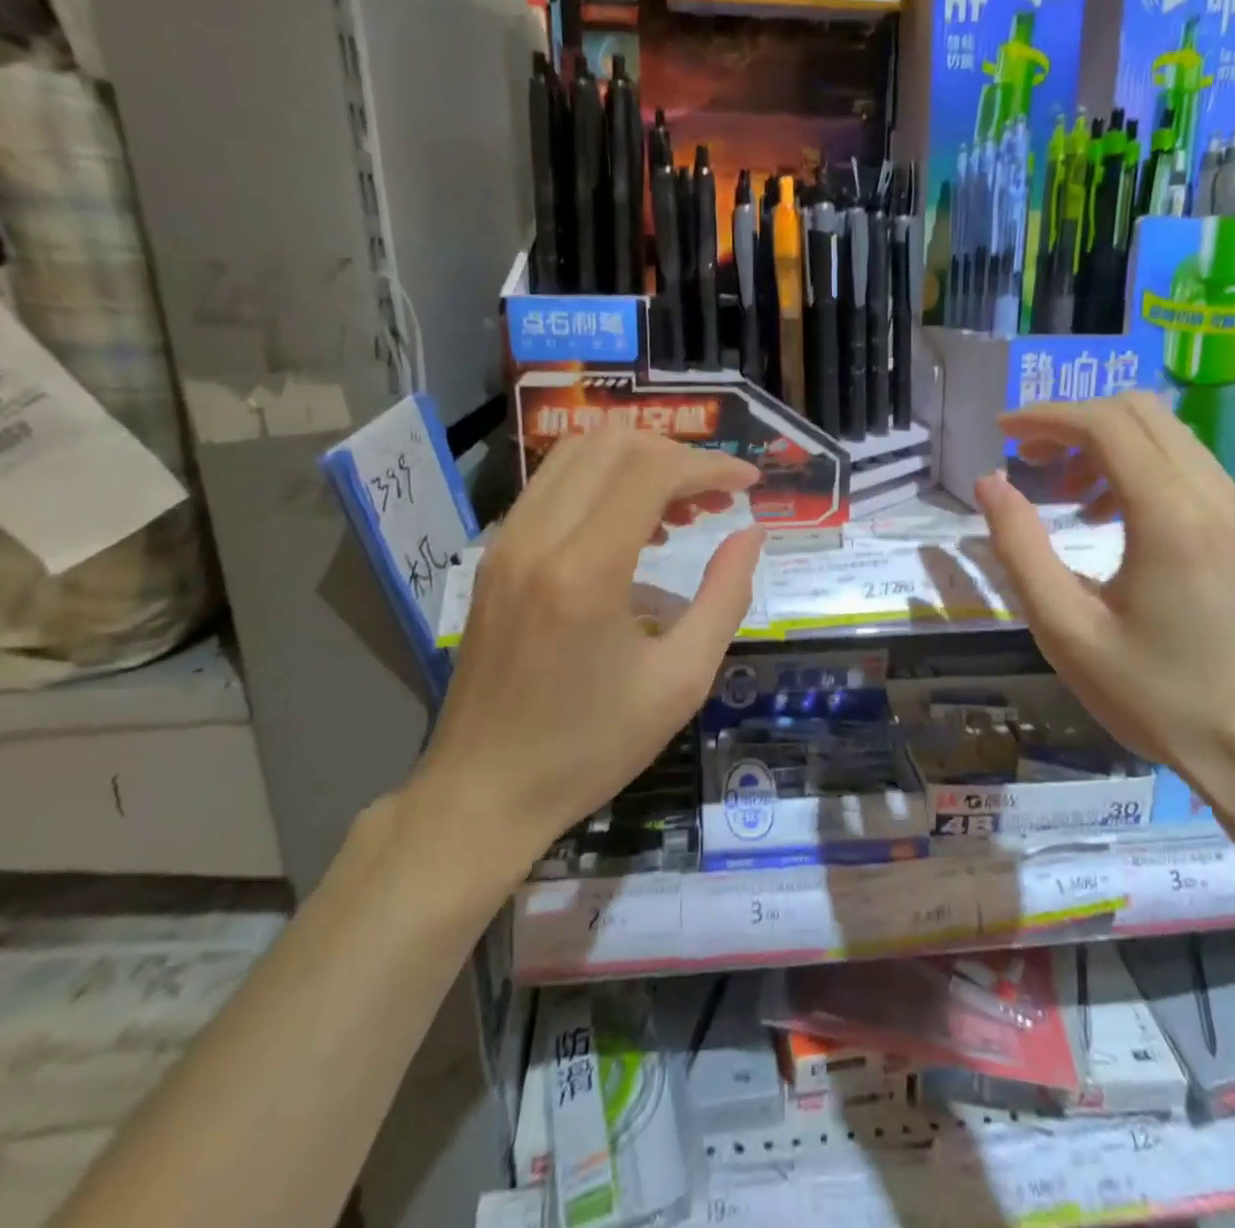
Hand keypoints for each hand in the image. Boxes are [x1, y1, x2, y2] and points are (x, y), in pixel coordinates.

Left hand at [416, 429, 763, 856]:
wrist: (483, 792)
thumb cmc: (590, 747)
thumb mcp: (680, 681)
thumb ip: (724, 596)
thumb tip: (751, 534)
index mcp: (585, 571)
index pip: (653, 471)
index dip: (711, 465)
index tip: (750, 483)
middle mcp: (537, 537)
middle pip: (612, 442)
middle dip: (676, 456)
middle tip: (716, 498)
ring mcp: (507, 542)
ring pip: (577, 453)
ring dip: (638, 464)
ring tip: (681, 511)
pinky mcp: (495, 556)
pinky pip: (553, 486)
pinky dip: (603, 484)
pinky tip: (633, 530)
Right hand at [974, 391, 1234, 815]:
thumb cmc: (1155, 696)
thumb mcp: (1066, 629)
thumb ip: (1020, 548)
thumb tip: (990, 484)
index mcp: (1171, 516)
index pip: (1106, 424)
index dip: (1047, 416)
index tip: (1003, 431)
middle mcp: (1215, 495)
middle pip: (1140, 413)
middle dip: (1075, 422)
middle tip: (1029, 460)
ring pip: (1167, 435)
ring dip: (1106, 444)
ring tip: (1066, 496)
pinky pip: (1187, 467)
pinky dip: (1138, 468)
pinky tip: (1110, 518)